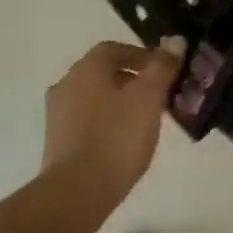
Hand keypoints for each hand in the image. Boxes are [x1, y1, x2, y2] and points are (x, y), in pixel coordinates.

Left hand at [42, 39, 183, 198]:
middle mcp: (66, 84)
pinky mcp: (57, 141)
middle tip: (160, 96)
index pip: (115, 48)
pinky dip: (107, 121)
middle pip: (104, 72)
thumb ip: (162, 67)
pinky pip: (87, 120)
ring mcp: (58, 114)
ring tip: (146, 120)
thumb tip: (175, 40)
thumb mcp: (148, 98)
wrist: (77, 192)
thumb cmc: (117, 137)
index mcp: (86, 68)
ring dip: (120, 101)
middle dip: (133, 79)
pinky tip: (124, 140)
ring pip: (95, 97)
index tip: (165, 70)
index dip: (142, 55)